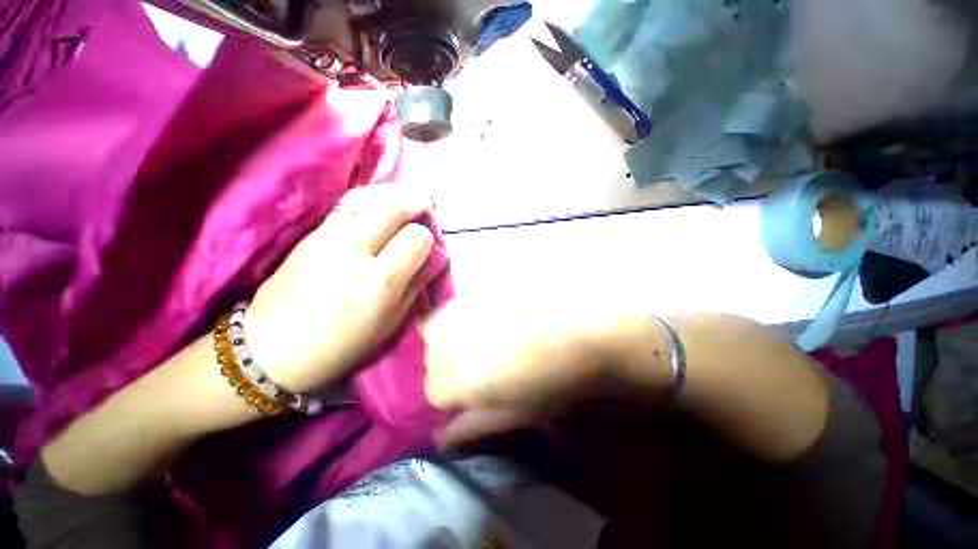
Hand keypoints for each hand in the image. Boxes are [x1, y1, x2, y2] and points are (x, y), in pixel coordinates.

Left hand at [244, 185, 433, 393]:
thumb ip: (415, 287)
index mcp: (379, 282)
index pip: (416, 238)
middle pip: (393, 208)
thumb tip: (432, 258)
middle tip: (424, 205)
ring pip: (370, 200)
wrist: (269, 349)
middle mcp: (354, 252)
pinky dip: (371, 202)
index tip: (425, 246)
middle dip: (414, 202)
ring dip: (393, 197)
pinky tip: (378, 210)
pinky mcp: (310, 234)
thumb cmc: (340, 346)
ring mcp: (327, 239)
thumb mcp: (389, 324)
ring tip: (404, 202)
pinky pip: (349, 206)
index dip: (426, 238)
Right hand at [423, 297, 622, 445]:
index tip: (475, 392)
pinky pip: (455, 306)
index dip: (454, 395)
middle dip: (448, 365)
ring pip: (437, 328)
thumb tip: (443, 437)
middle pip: (430, 358)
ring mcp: (459, 308)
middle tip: (483, 363)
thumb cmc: (555, 375)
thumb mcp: (517, 411)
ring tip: (487, 338)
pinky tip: (491, 316)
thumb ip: (476, 424)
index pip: (432, 393)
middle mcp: (446, 341)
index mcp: (455, 379)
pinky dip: (464, 315)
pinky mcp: (474, 288)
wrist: (583, 321)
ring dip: (453, 338)